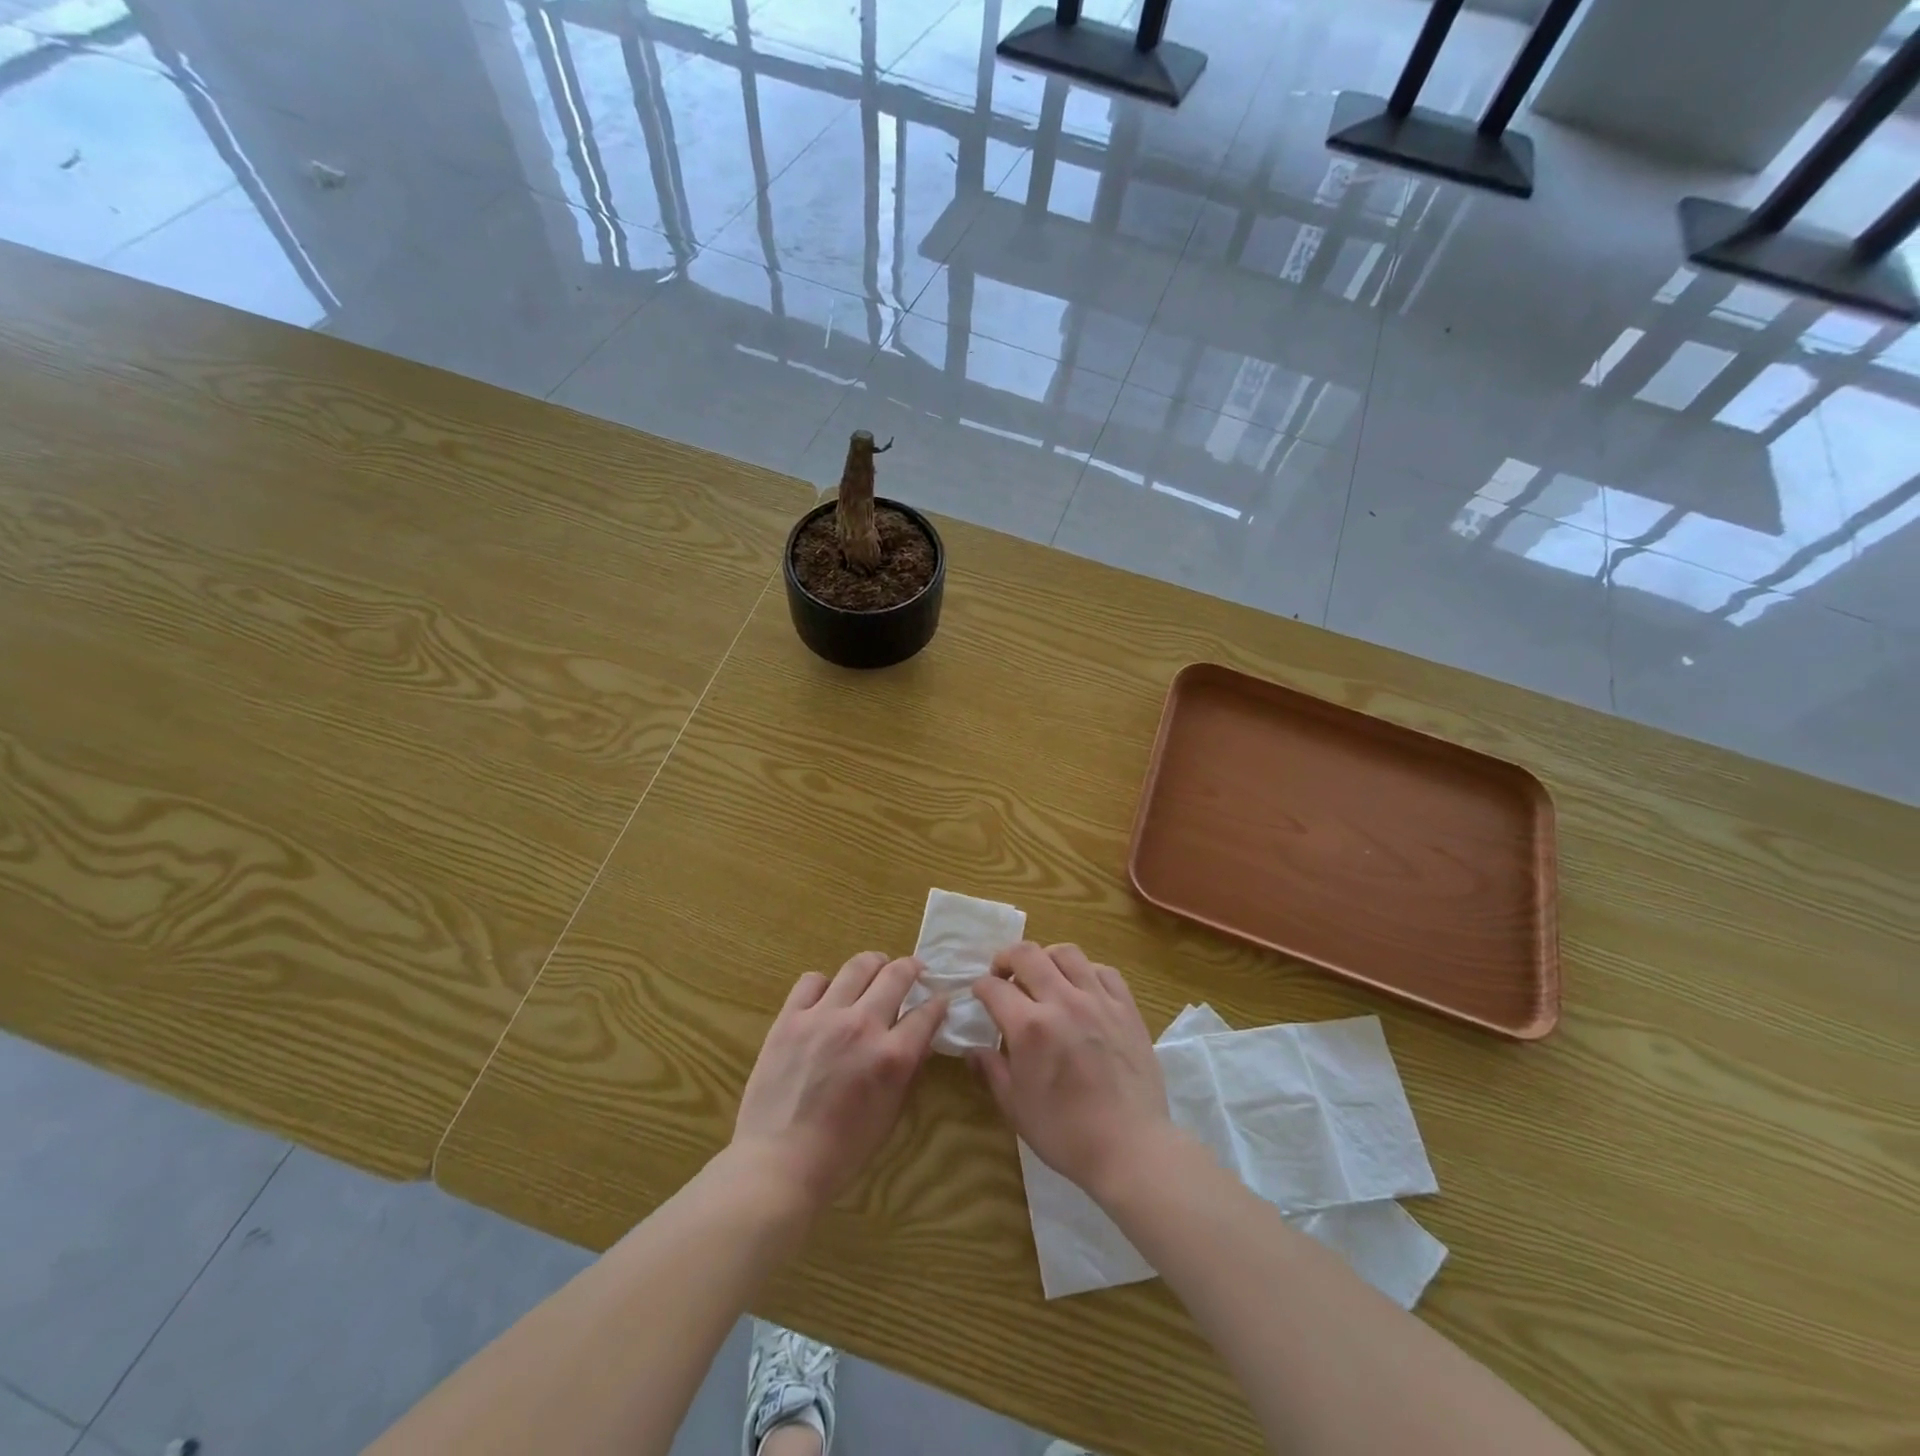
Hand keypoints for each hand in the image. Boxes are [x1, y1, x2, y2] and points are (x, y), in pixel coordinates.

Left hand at [732, 952, 946, 1212]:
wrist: (778, 1163)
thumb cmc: (841, 1151)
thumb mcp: (890, 1115)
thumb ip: (908, 1071)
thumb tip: (920, 1039)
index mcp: (892, 1056)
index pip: (927, 1013)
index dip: (938, 1003)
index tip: (940, 999)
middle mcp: (862, 1026)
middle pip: (897, 975)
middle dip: (912, 968)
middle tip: (914, 970)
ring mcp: (823, 1017)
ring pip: (857, 966)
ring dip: (874, 964)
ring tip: (876, 969)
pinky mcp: (790, 1018)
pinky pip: (812, 980)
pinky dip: (826, 983)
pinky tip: (829, 996)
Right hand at [970, 943, 1175, 1199]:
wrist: (1131, 1148)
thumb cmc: (1066, 1133)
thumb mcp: (1015, 1108)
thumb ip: (991, 1070)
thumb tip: (972, 1050)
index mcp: (1030, 1027)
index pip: (994, 988)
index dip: (981, 987)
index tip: (980, 995)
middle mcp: (1062, 1001)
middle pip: (1027, 954)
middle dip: (1006, 958)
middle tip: (1003, 975)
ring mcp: (1098, 1001)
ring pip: (1067, 953)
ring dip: (1046, 958)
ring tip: (1043, 976)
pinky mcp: (1126, 1008)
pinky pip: (1103, 970)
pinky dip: (1086, 971)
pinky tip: (1081, 989)